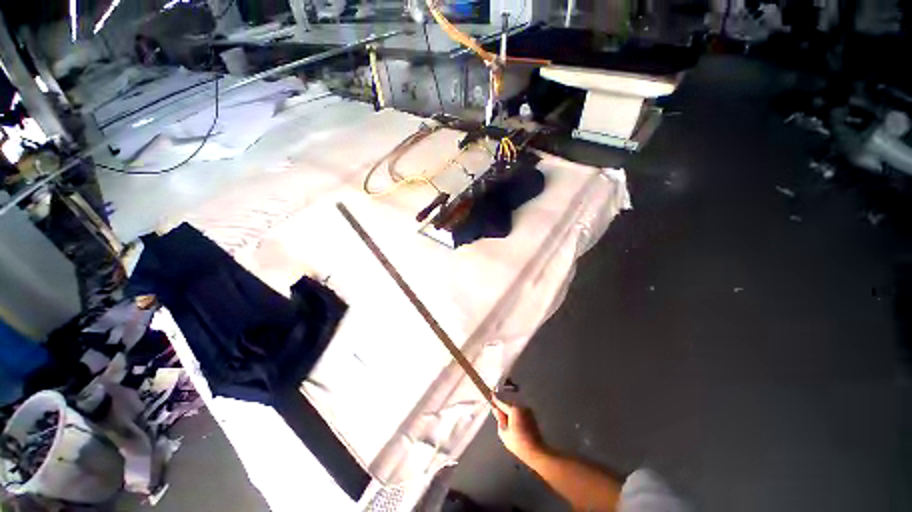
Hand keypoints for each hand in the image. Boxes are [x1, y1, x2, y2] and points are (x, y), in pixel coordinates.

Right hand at [491, 396, 546, 459]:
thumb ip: (499, 419)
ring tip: (507, 422)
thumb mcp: (504, 433)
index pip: (502, 402)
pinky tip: (514, 424)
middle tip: (499, 414)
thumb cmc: (518, 443)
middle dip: (504, 408)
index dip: (495, 400)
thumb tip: (497, 411)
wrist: (536, 452)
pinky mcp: (532, 416)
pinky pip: (521, 412)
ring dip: (510, 411)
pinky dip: (516, 414)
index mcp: (514, 410)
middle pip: (509, 404)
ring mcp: (528, 411)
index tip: (491, 396)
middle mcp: (522, 407)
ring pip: (515, 408)